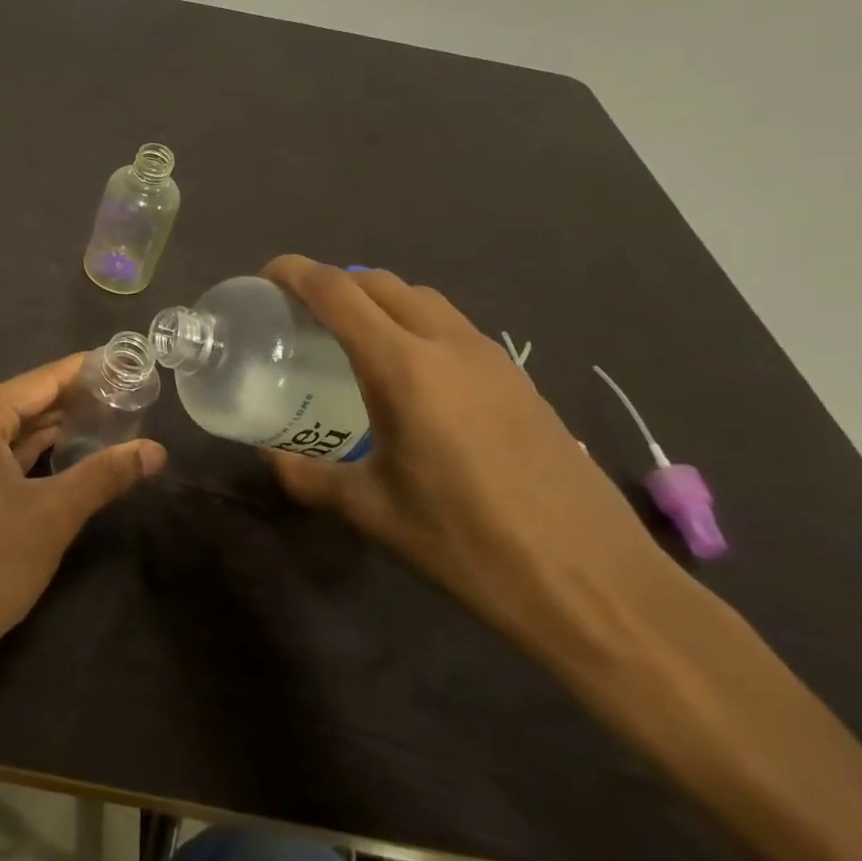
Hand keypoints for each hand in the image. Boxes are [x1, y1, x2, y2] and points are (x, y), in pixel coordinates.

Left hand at [0, 355, 166, 692]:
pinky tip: (63, 450)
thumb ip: (105, 475)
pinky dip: (24, 450)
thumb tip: (157, 450)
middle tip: (128, 398)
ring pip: (7, 426)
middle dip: (73, 402)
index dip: (86, 372)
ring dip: (50, 427)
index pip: (42, 380)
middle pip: (23, 400)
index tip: (126, 362)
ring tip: (106, 420)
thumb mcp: (52, 518)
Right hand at [259, 256, 684, 666]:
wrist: (597, 587)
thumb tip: (268, 456)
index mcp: (403, 368)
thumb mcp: (370, 512)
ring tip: (349, 337)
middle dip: (332, 283)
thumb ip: (306, 476)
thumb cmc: (468, 546)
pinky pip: (452, 325)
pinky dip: (413, 323)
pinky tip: (407, 375)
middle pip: (379, 282)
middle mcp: (448, 345)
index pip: (336, 291)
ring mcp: (492, 359)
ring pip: (421, 298)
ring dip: (377, 299)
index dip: (293, 272)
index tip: (263, 278)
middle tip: (298, 313)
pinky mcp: (520, 380)